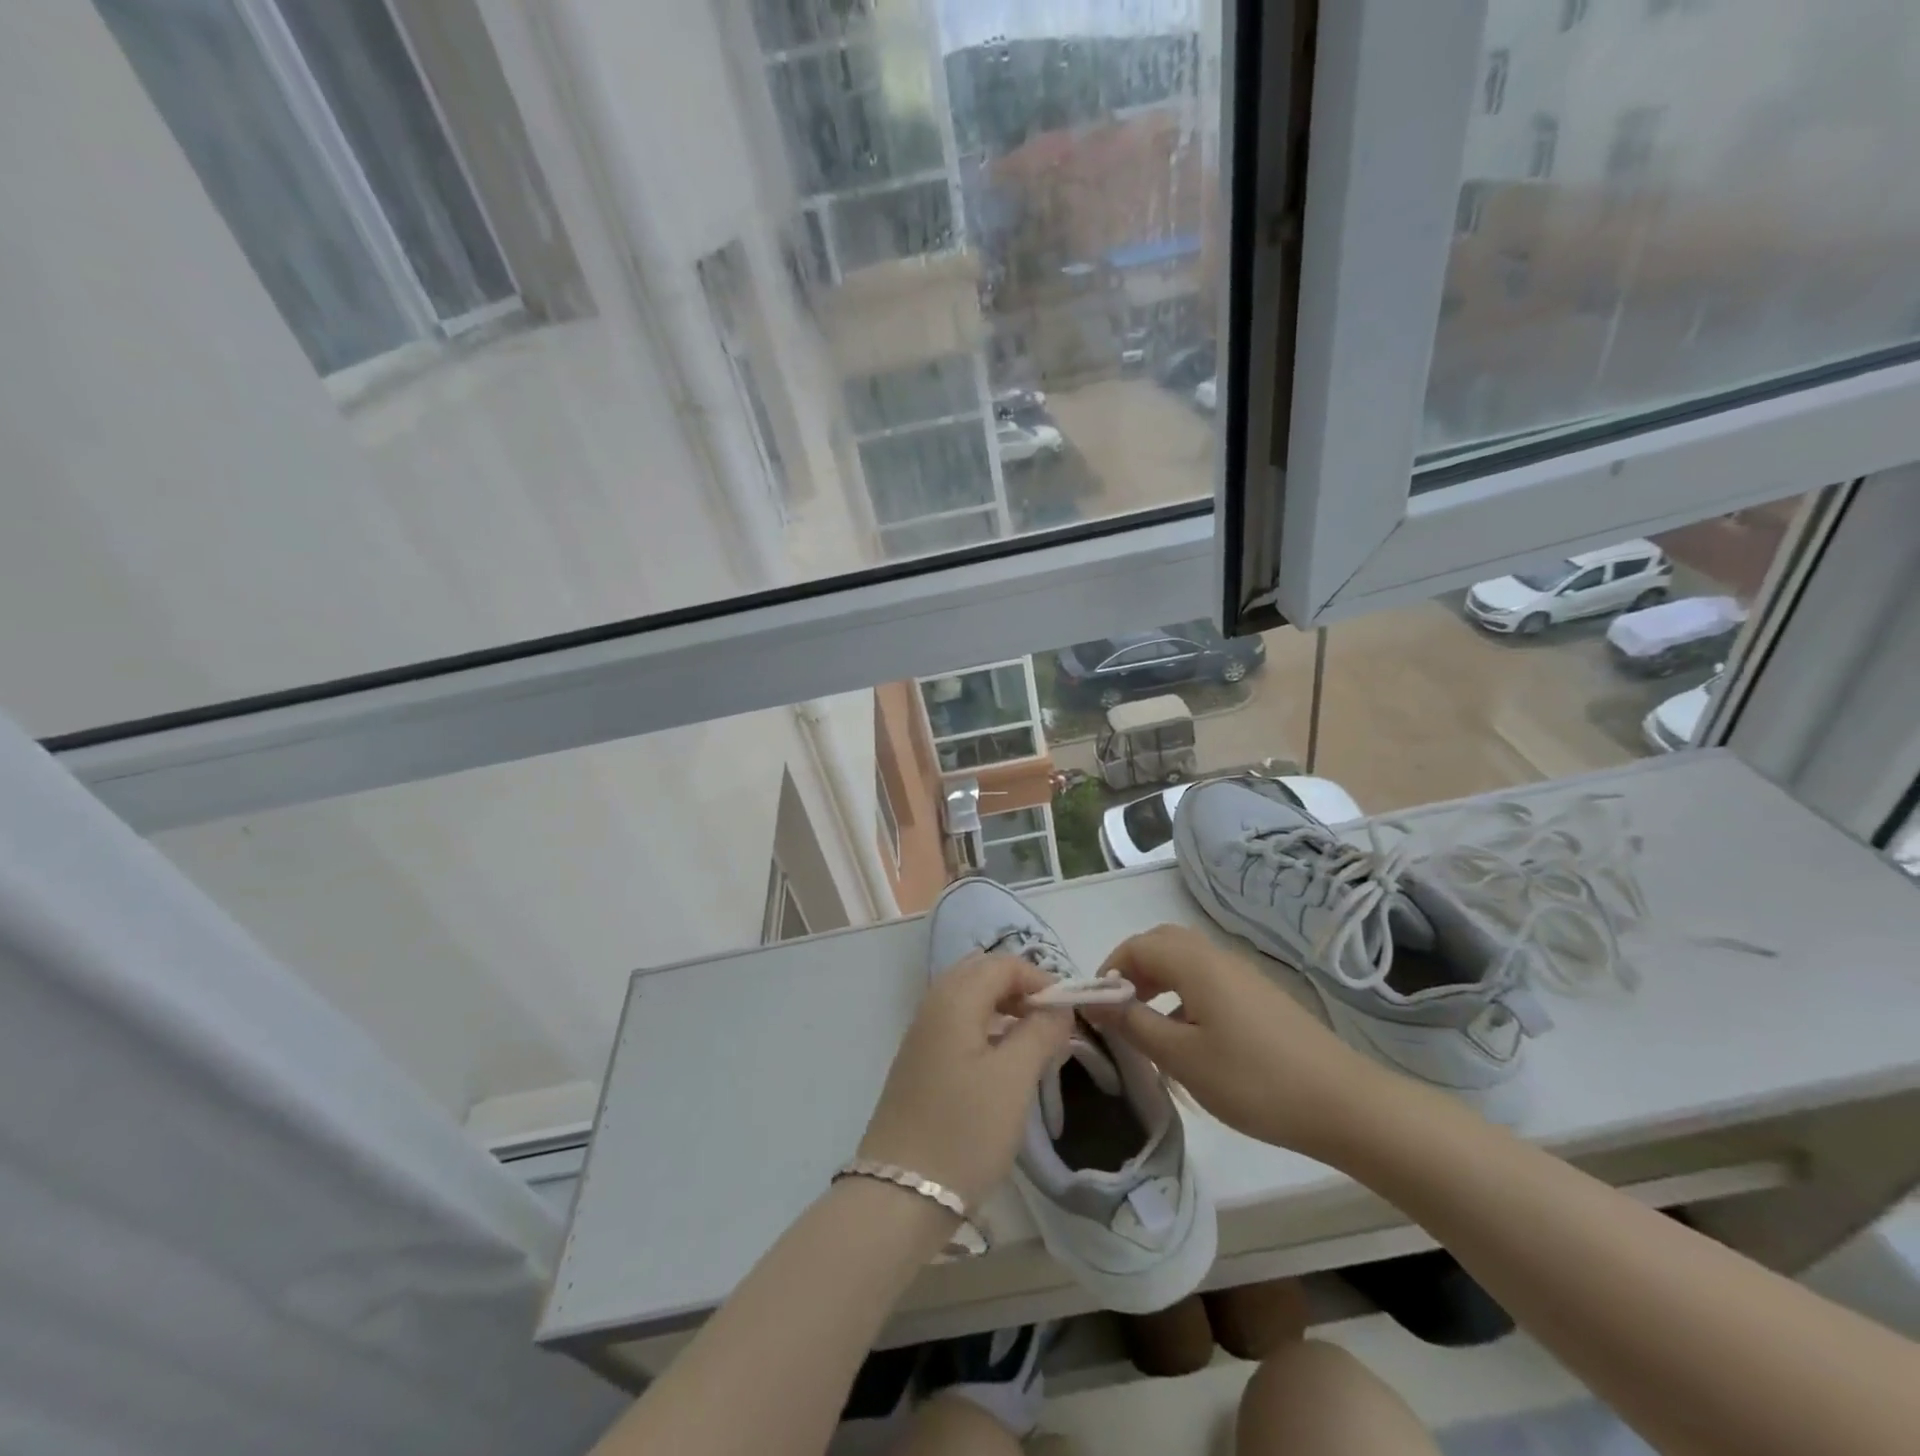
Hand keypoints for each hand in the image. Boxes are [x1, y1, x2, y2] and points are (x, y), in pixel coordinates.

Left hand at [858, 955, 1072, 1208]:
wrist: (901, 1193)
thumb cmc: (964, 1130)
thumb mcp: (1014, 1079)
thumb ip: (1040, 1032)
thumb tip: (1058, 1008)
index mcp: (954, 999)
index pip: (1003, 964)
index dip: (1039, 978)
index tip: (1068, 1011)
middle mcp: (933, 1006)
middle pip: (982, 973)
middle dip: (1020, 987)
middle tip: (1051, 1021)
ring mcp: (921, 1034)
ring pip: (969, 998)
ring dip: (1004, 1007)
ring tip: (1034, 1040)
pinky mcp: (919, 1061)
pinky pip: (957, 1022)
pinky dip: (986, 1026)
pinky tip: (1003, 1059)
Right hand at [1087, 925, 1384, 1158]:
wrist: (1344, 1104)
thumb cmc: (1253, 1080)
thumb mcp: (1182, 1057)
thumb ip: (1134, 1023)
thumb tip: (1095, 999)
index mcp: (1195, 963)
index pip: (1137, 945)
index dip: (1110, 969)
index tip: (1097, 1007)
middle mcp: (1217, 957)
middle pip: (1162, 943)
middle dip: (1133, 969)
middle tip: (1120, 1009)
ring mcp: (1243, 975)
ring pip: (1187, 960)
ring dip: (1158, 981)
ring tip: (1148, 1024)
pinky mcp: (1260, 996)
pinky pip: (1208, 979)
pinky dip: (1184, 993)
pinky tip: (1190, 1037)